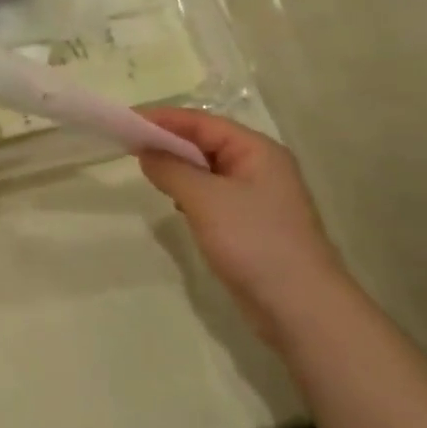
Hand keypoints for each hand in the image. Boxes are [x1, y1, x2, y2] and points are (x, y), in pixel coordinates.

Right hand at [137, 108, 352, 342]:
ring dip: (178, 168)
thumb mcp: (205, 199)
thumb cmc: (254, 241)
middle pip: (206, 142)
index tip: (126, 121)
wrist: (300, 308)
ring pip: (208, 170)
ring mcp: (256, 197)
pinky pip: (212, 196)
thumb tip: (146, 150)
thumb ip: (171, 169)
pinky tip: (173, 203)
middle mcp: (259, 167)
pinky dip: (189, 193)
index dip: (164, 119)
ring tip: (146, 171)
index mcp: (257, 150)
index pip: (203, 122)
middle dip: (169, 142)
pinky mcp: (249, 224)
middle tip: (128, 145)